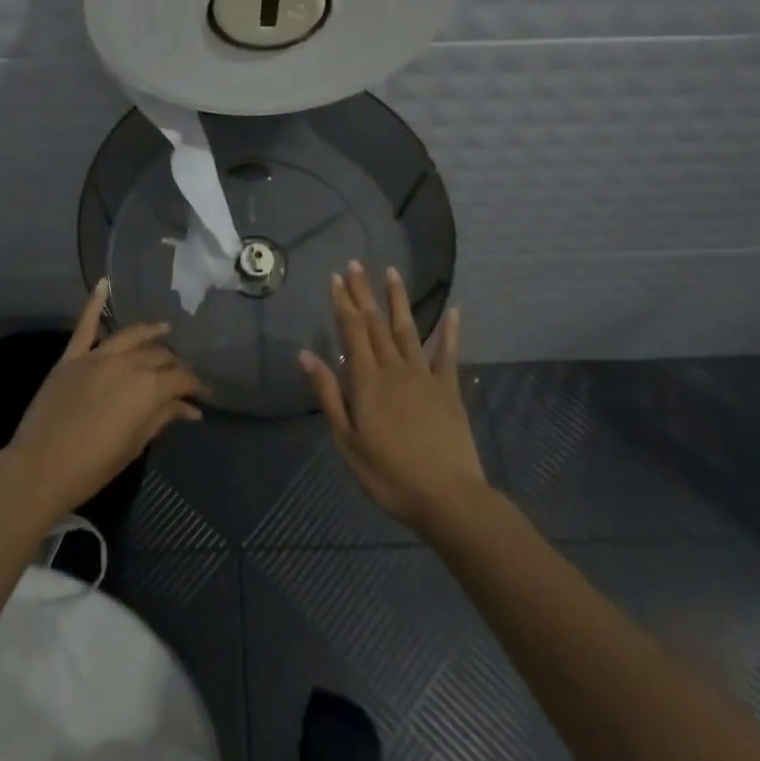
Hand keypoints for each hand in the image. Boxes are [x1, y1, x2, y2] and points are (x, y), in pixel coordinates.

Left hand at [2, 279, 207, 523]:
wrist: (41, 467)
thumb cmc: (94, 465)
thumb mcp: (135, 443)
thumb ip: (163, 417)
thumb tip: (189, 408)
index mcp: (148, 387)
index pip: (180, 378)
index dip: (195, 385)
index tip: (203, 394)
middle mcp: (127, 363)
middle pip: (158, 355)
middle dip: (175, 364)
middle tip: (183, 376)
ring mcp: (97, 356)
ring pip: (131, 336)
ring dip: (150, 332)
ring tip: (165, 329)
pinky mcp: (72, 357)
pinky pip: (85, 326)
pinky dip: (94, 303)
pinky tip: (103, 284)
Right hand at [300, 262, 485, 533]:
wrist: (447, 496)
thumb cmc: (387, 473)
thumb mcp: (346, 439)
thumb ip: (328, 394)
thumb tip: (306, 354)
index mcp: (366, 380)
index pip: (351, 331)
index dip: (342, 302)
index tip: (335, 276)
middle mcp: (394, 368)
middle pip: (375, 323)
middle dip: (364, 292)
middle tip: (356, 264)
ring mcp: (424, 376)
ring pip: (407, 330)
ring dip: (397, 300)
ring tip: (392, 272)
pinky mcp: (448, 390)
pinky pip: (448, 354)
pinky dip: (450, 331)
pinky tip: (453, 311)